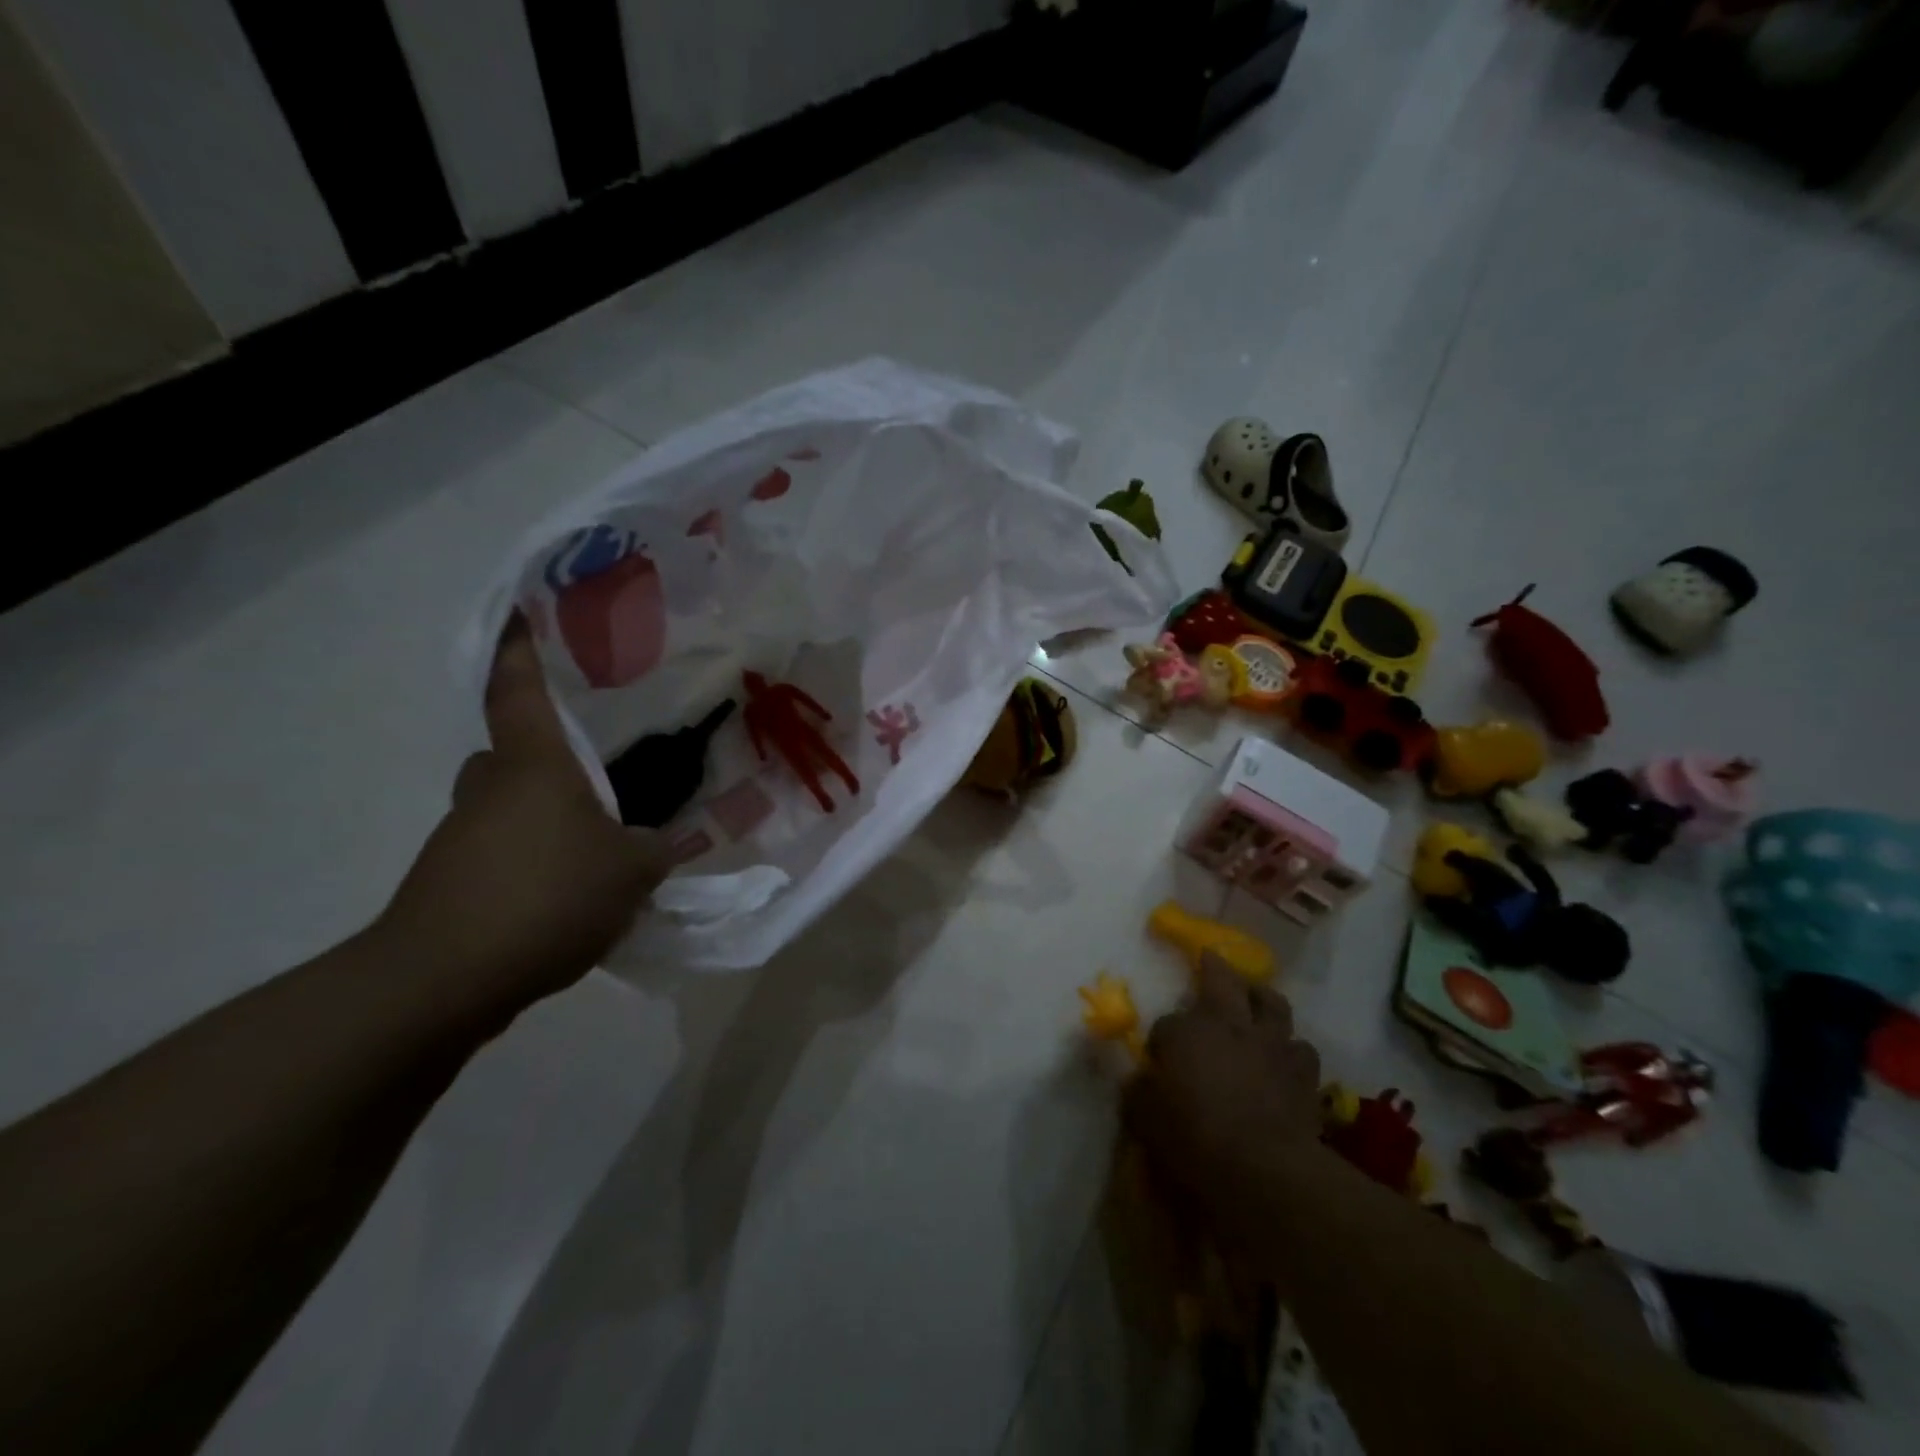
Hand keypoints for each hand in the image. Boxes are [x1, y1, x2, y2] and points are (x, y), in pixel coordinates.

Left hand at [378, 617, 669, 1017]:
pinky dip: (531, 870)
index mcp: (533, 766)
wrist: (444, 980)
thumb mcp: (630, 872)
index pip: (520, 691)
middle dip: (544, 762)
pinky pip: (501, 859)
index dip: (519, 650)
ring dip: (544, 825)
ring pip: (506, 812)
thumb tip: (653, 845)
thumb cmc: (546, 896)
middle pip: (511, 756)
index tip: (518, 613)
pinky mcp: (449, 886)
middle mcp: (489, 790)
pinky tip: (568, 905)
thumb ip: (652, 851)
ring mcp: (461, 839)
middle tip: (593, 784)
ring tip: (596, 860)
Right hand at [1122, 953, 1322, 1240]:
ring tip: (1256, 1002)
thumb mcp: (1146, 1119)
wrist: (1266, 1170)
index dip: (1162, 1041)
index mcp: (1186, 1031)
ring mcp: (1272, 1044)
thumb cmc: (1195, 1139)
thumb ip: (1138, 1092)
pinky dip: (1290, 1049)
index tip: (1159, 1062)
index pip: (1167, 1024)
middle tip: (1210, 959)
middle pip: (1223, 980)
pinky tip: (1284, 1058)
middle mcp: (1229, 1024)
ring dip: (1261, 998)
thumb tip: (1136, 1081)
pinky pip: (1300, 1047)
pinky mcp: (1304, 1073)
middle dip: (1214, 968)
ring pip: (1272, 1003)